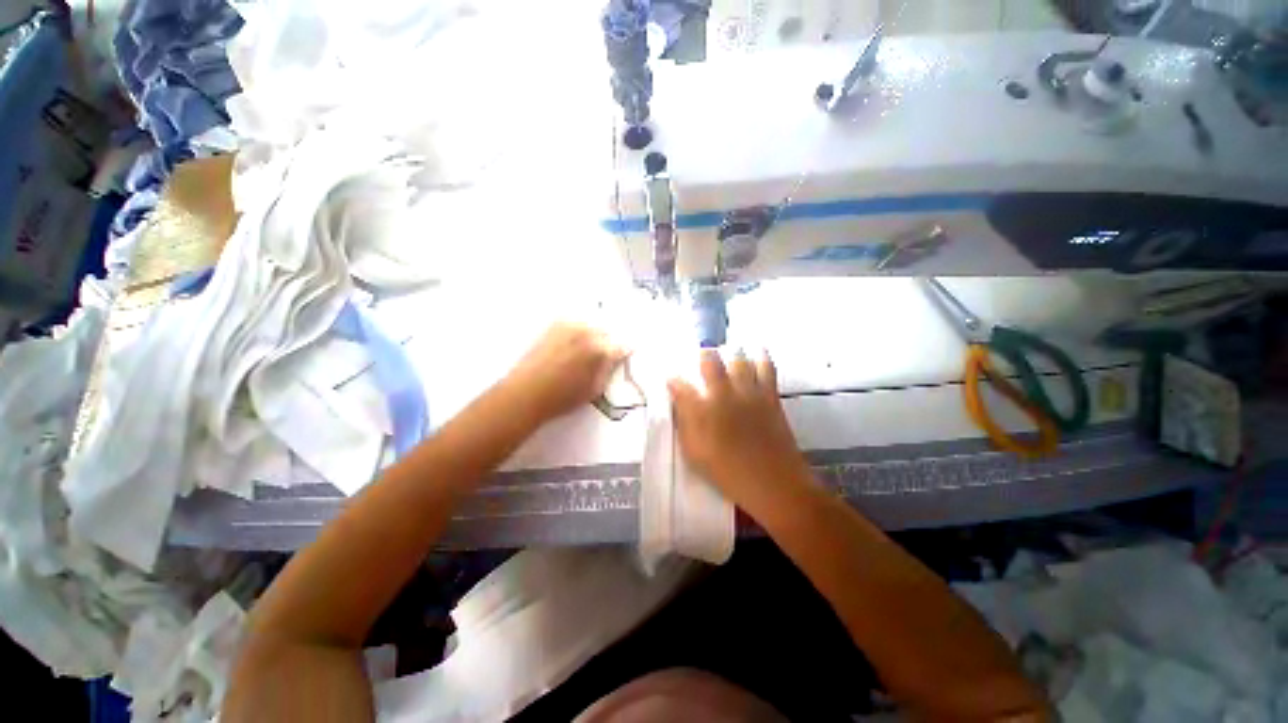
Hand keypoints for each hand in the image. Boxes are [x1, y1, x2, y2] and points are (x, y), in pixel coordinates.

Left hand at [503, 322, 626, 424]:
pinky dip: (579, 329)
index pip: (620, 346)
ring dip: (594, 333)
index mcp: (600, 350)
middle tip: (606, 354)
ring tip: (588, 349)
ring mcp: (569, 326)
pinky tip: (574, 342)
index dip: (623, 352)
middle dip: (608, 341)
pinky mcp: (553, 326)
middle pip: (606, 331)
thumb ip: (608, 370)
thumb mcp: (594, 389)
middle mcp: (586, 332)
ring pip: (590, 324)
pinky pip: (574, 322)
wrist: (525, 394)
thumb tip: (616, 359)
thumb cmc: (562, 398)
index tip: (623, 356)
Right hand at [668, 350, 812, 510]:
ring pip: (738, 360)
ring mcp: (748, 392)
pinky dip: (762, 357)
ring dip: (731, 352)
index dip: (673, 380)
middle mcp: (723, 394)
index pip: (681, 386)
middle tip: (702, 353)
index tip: (671, 378)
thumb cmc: (728, 474)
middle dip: (702, 354)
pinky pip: (766, 368)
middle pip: (710, 362)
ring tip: (728, 350)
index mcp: (702, 411)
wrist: (773, 483)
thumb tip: (678, 405)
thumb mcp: (695, 455)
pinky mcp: (769, 396)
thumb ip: (685, 426)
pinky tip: (759, 351)